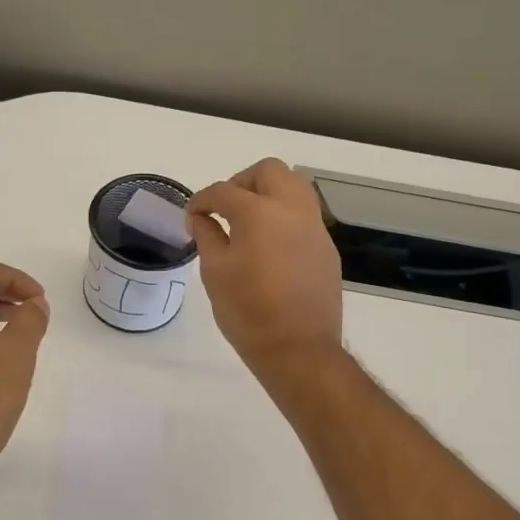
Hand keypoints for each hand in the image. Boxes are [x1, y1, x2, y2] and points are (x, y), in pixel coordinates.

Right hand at [187, 159, 343, 378]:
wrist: (298, 349)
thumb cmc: (248, 311)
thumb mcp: (215, 272)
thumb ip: (207, 235)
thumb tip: (200, 217)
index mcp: (259, 213)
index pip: (224, 191)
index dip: (202, 200)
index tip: (192, 216)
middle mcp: (292, 209)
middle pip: (269, 171)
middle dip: (242, 182)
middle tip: (225, 208)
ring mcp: (315, 227)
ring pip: (294, 186)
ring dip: (268, 193)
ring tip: (249, 222)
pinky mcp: (326, 247)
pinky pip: (304, 215)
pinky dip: (284, 216)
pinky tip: (270, 246)